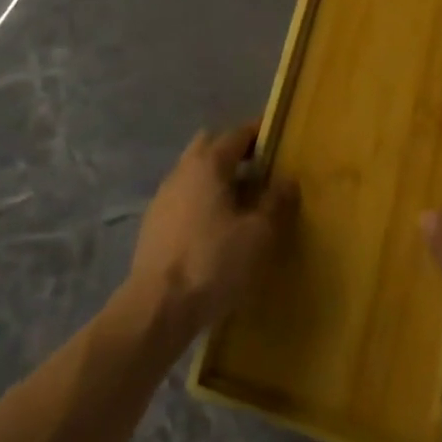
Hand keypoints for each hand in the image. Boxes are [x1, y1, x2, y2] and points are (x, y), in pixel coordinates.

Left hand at [127, 123, 298, 334]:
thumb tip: (288, 180)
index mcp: (208, 164)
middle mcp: (182, 170)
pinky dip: (202, 200)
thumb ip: (275, 203)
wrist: (157, 308)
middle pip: (210, 146)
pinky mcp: (154, 223)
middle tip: (259, 169)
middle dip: (234, 151)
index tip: (278, 137)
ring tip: (241, 201)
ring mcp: (164, 196)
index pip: (237, 134)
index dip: (259, 133)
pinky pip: (184, 197)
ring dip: (217, 177)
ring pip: (194, 172)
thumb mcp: (257, 235)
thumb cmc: (212, 262)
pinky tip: (215, 228)